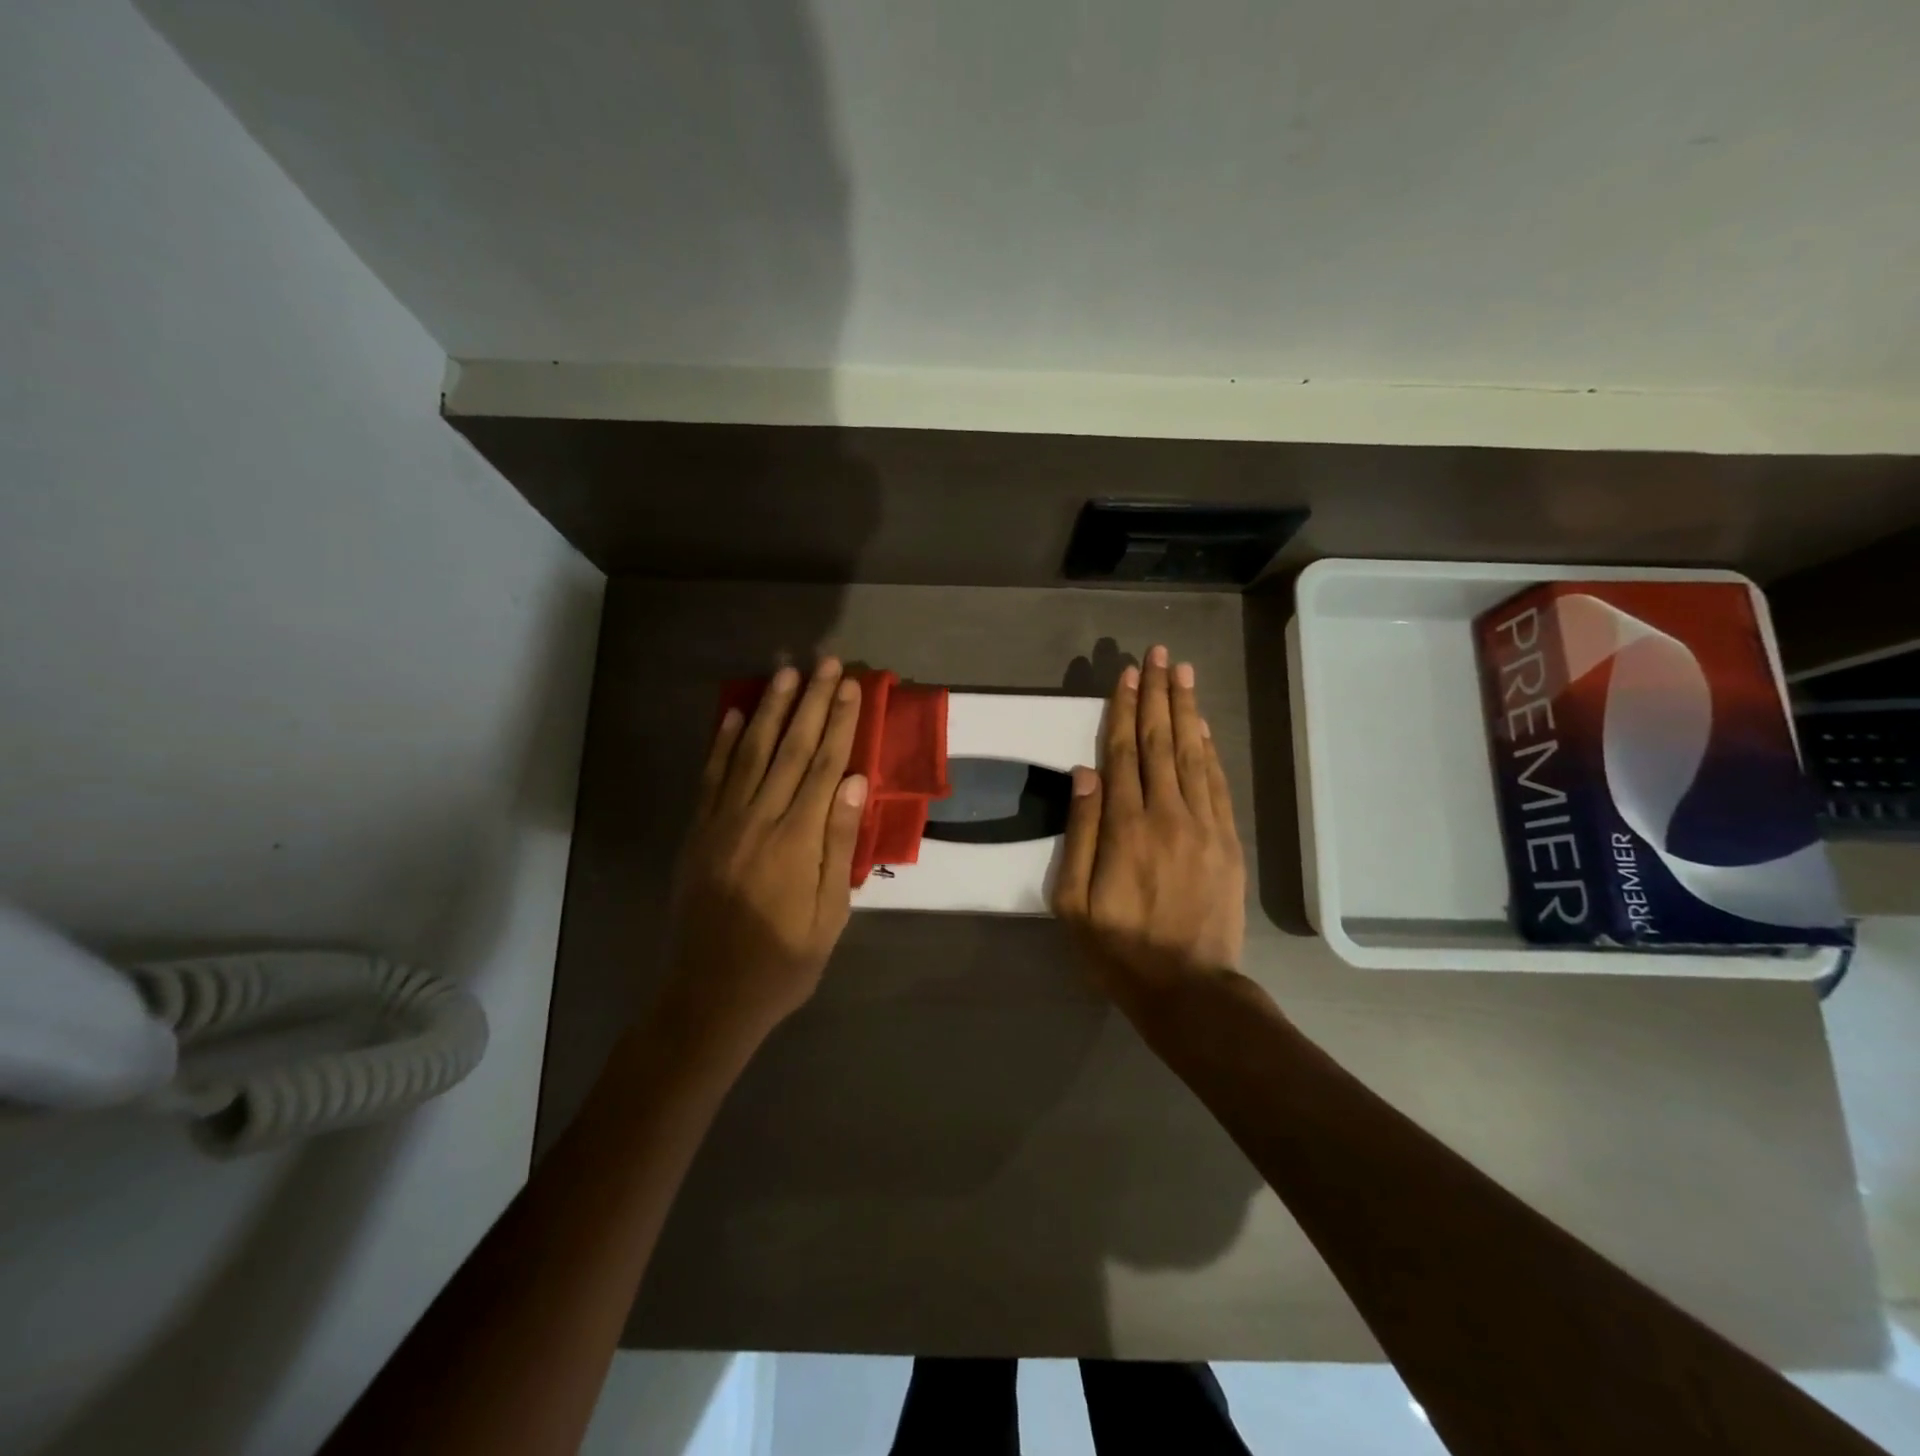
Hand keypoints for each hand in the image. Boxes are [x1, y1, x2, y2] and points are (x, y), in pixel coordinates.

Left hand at [661, 659, 867, 1047]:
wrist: (709, 995)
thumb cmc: (782, 961)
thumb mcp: (829, 914)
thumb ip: (839, 844)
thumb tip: (856, 784)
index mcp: (797, 839)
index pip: (825, 766)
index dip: (840, 723)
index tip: (851, 687)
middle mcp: (759, 819)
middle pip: (790, 748)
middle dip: (810, 702)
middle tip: (824, 663)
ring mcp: (722, 822)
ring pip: (750, 752)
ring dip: (769, 709)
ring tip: (784, 674)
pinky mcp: (698, 832)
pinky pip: (712, 777)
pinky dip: (723, 743)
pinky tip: (734, 715)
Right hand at [1052, 645, 1246, 1008]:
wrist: (1188, 988)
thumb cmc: (1118, 948)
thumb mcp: (1073, 901)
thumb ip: (1079, 833)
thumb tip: (1084, 772)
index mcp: (1125, 827)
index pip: (1123, 753)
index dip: (1124, 710)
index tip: (1126, 674)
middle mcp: (1167, 814)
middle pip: (1160, 742)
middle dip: (1157, 695)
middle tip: (1157, 655)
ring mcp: (1203, 826)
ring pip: (1192, 755)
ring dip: (1186, 710)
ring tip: (1182, 673)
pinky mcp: (1227, 841)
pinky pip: (1217, 784)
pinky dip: (1210, 750)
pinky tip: (1202, 726)